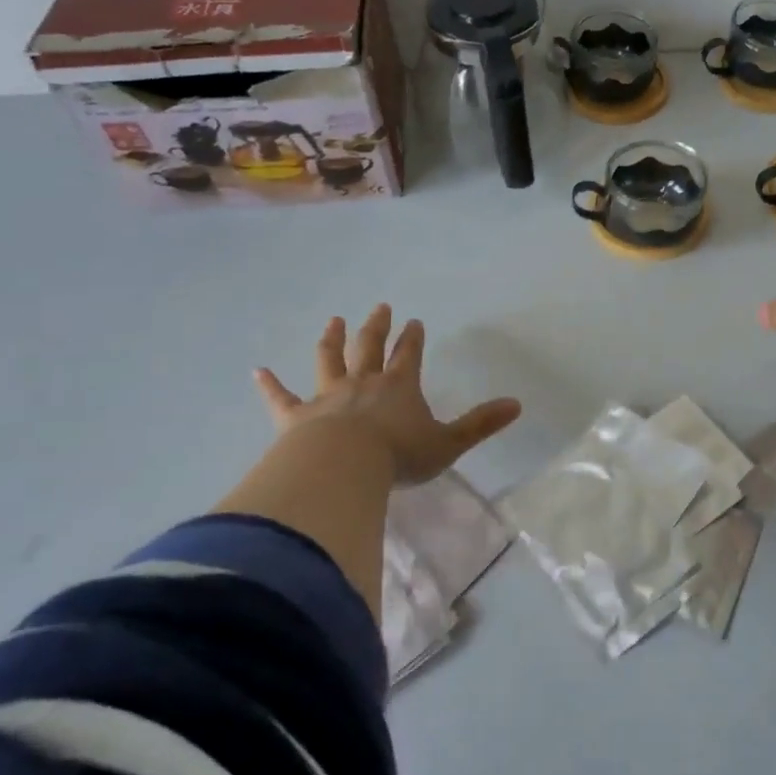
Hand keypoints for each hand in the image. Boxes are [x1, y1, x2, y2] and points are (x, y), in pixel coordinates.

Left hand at [254, 305, 520, 485]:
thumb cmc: (399, 456)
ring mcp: (327, 397)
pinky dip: (269, 384)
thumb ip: (481, 424)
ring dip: (331, 340)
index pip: (409, 355)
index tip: (414, 321)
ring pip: (328, 360)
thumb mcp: (449, 443)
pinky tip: (257, 371)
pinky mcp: (296, 416)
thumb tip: (517, 405)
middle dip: (376, 327)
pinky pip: (281, 397)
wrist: (344, 467)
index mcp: (399, 387)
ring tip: (333, 321)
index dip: (413, 339)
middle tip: (379, 307)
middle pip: (370, 347)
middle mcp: (363, 383)